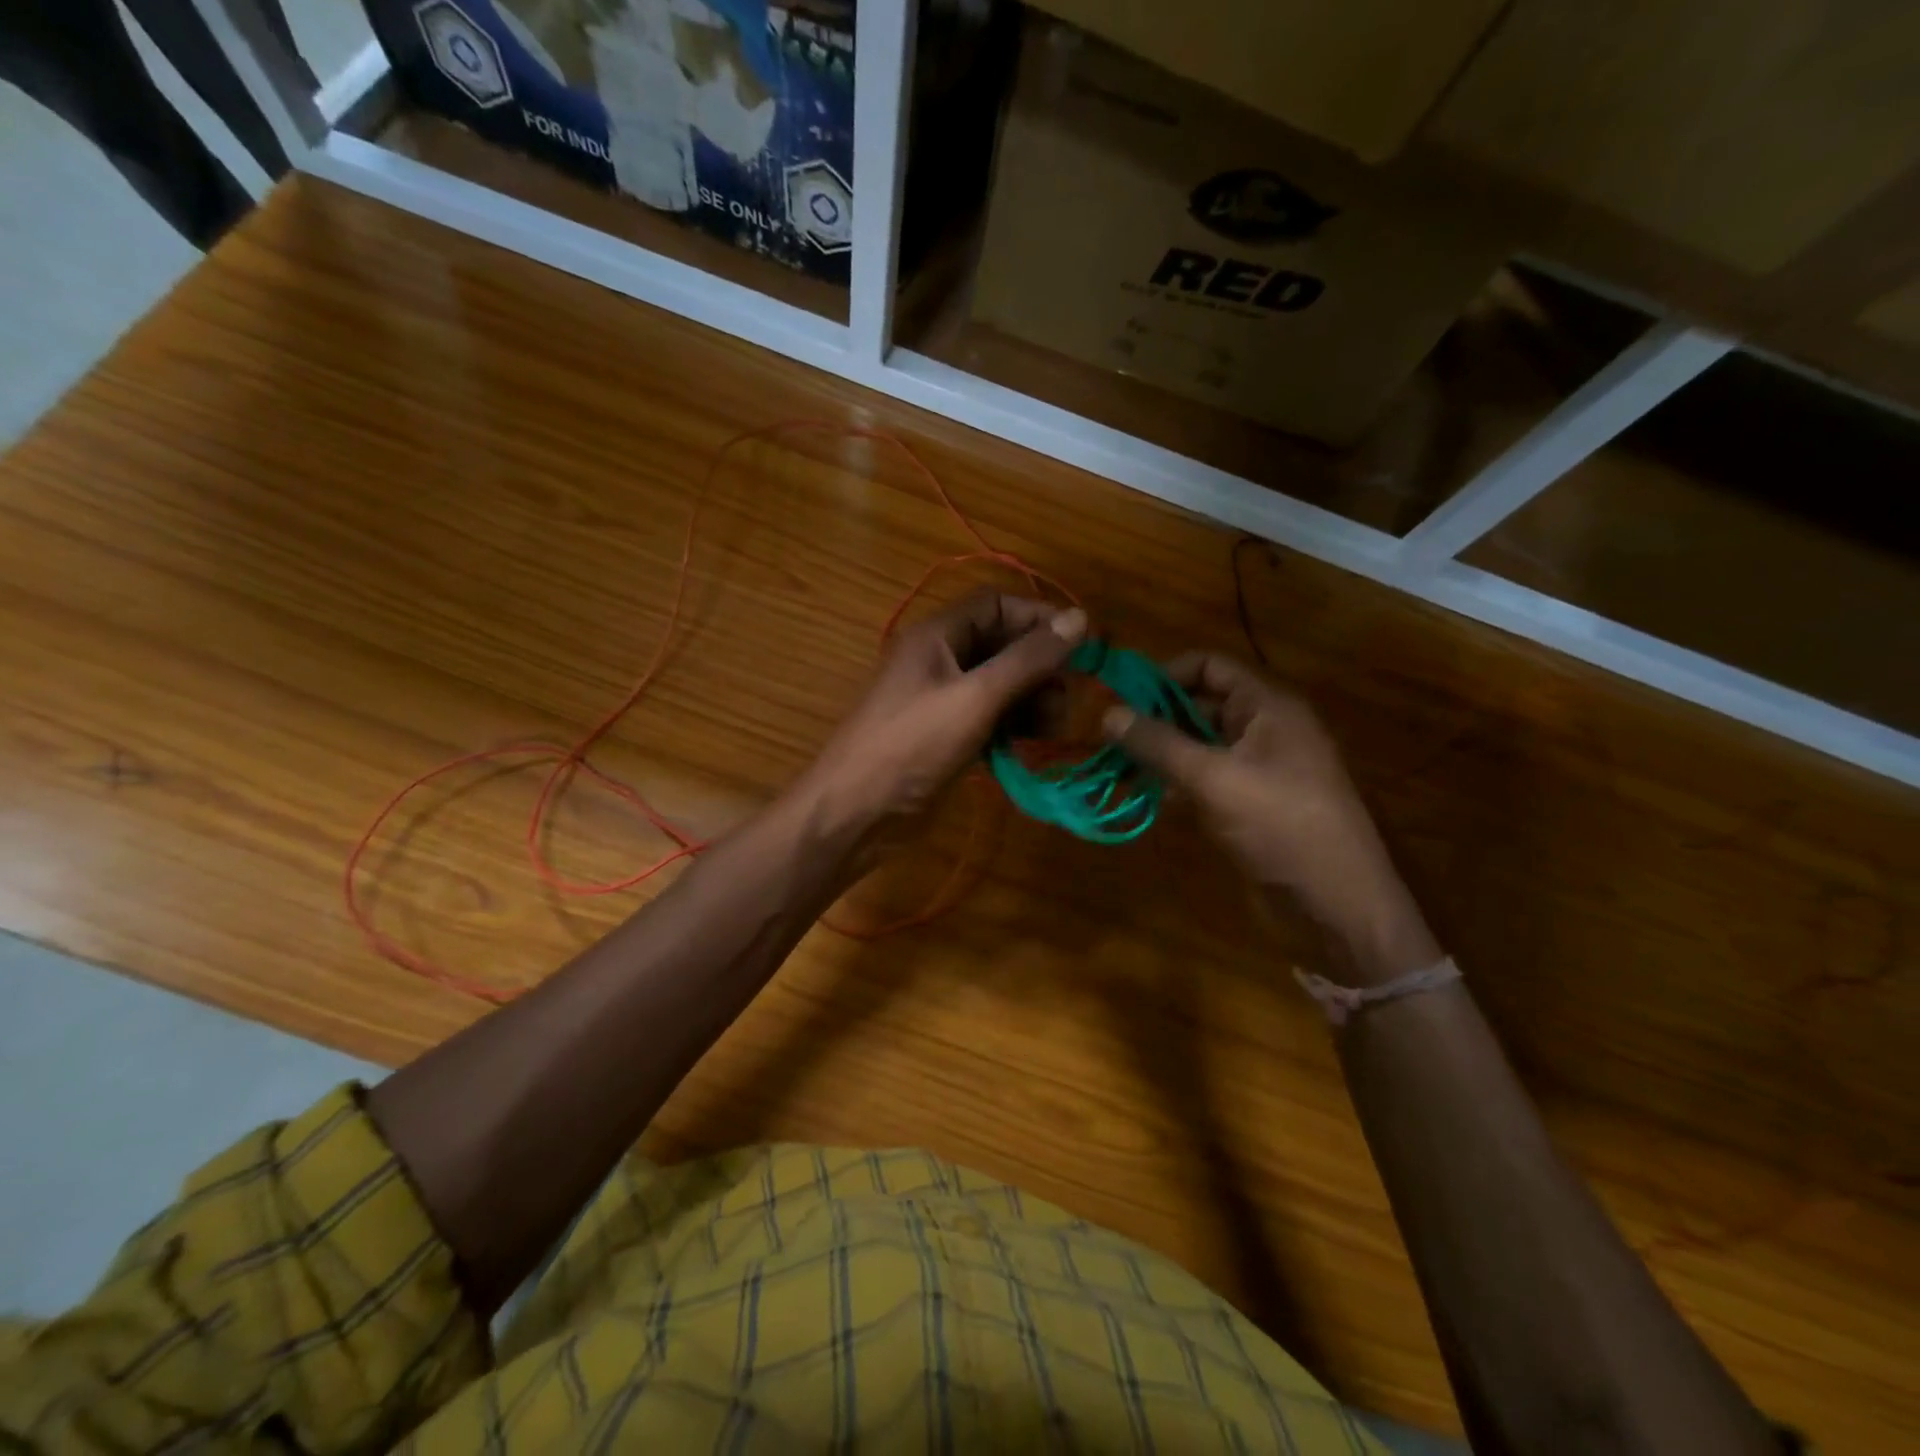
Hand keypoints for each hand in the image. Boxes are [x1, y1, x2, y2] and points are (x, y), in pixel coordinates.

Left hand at [796, 590, 1086, 841]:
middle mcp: (940, 660)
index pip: (996, 605)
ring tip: (1055, 726)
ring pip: (1000, 684)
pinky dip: (1015, 723)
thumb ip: (1028, 659)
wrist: (856, 812)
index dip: (1038, 617)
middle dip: (1040, 666)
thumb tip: (1080, 619)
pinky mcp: (947, 735)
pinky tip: (1033, 742)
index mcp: (937, 636)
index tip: (1080, 644)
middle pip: (1001, 645)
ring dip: (1033, 698)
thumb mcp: (975, 698)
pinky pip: (990, 716)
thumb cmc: (912, 746)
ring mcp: (942, 699)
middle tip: (1067, 699)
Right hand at [1103, 652, 1439, 982]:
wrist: (1336, 902)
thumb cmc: (1279, 825)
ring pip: (1199, 744)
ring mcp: (1258, 767)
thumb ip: (1158, 743)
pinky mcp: (1250, 802)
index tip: (1119, 695)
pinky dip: (1176, 781)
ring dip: (1160, 752)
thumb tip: (1107, 713)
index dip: (1164, 673)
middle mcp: (1263, 728)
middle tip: (1106, 735)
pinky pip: (1206, 777)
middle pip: (1200, 704)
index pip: (1209, 666)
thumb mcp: (1213, 778)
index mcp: (1267, 706)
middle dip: (1154, 717)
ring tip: (1114, 766)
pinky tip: (1144, 795)